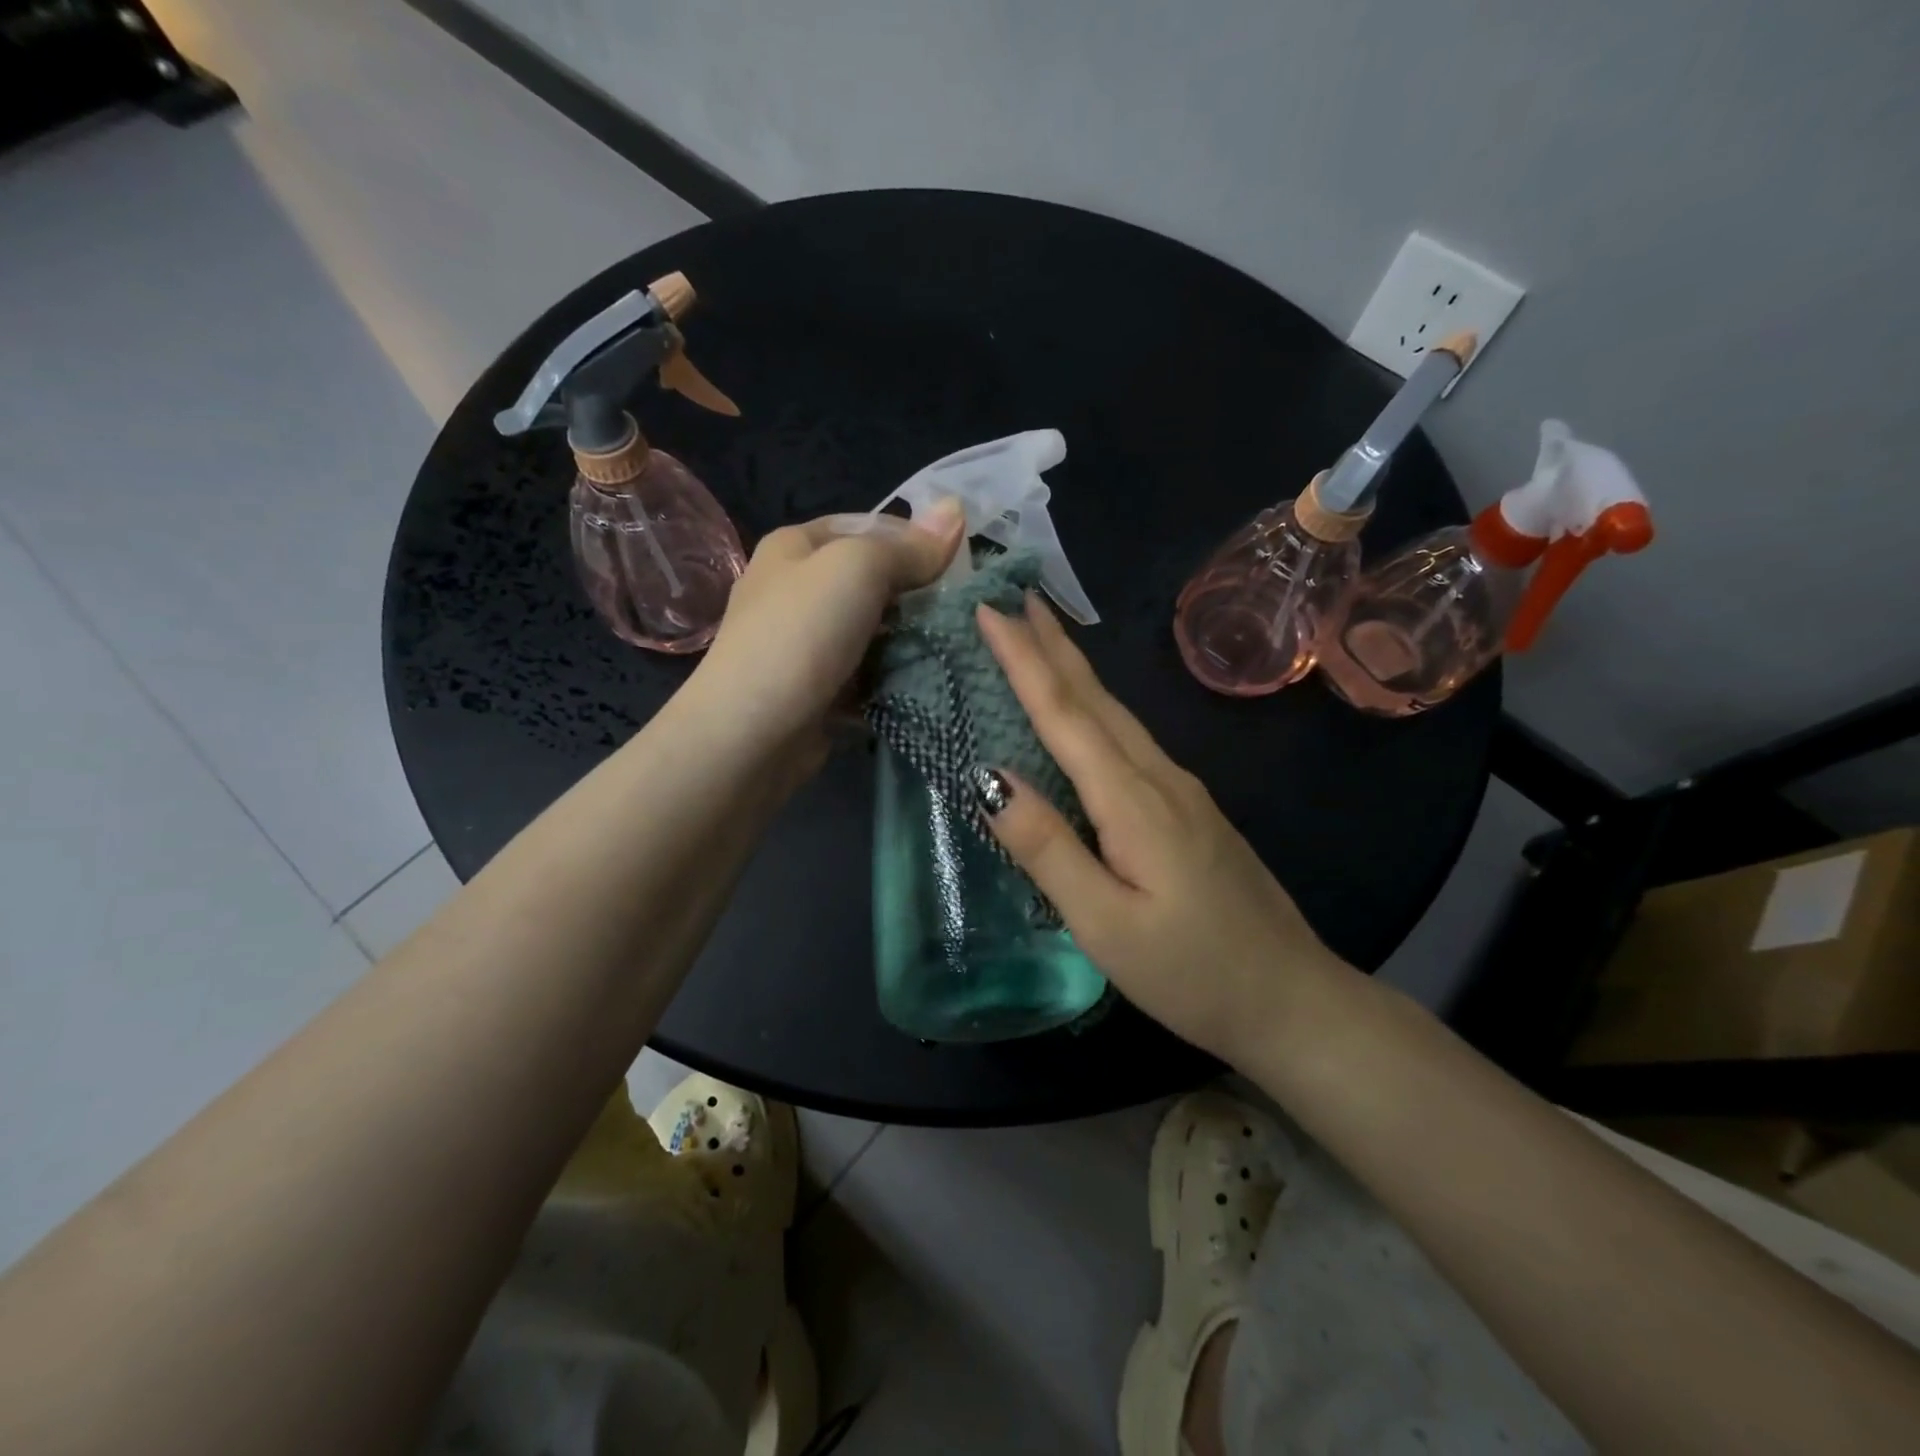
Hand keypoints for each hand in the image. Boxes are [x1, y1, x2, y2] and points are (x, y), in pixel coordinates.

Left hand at [692, 502, 963, 768]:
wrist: (751, 732)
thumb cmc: (801, 635)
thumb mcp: (858, 569)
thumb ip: (909, 547)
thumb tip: (956, 510)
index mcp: (795, 547)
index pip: (868, 527)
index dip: (914, 540)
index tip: (959, 566)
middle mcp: (796, 590)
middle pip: (872, 583)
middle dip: (917, 596)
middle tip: (962, 612)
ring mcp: (806, 644)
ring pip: (873, 633)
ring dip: (910, 642)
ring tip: (954, 649)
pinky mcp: (818, 691)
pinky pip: (867, 675)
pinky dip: (892, 680)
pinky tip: (925, 684)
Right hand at [974, 594, 1355, 1066]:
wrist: (1292, 999)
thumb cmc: (1190, 971)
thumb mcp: (1104, 922)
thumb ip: (1047, 847)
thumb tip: (990, 778)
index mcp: (1133, 799)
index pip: (1065, 713)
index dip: (1024, 661)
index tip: (990, 612)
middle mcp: (1159, 777)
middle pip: (1095, 698)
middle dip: (1052, 644)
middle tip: (1014, 599)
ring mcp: (1181, 789)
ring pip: (1116, 713)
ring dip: (1074, 669)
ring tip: (1041, 637)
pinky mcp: (1189, 807)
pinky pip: (1130, 739)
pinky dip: (1095, 707)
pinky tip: (1086, 711)